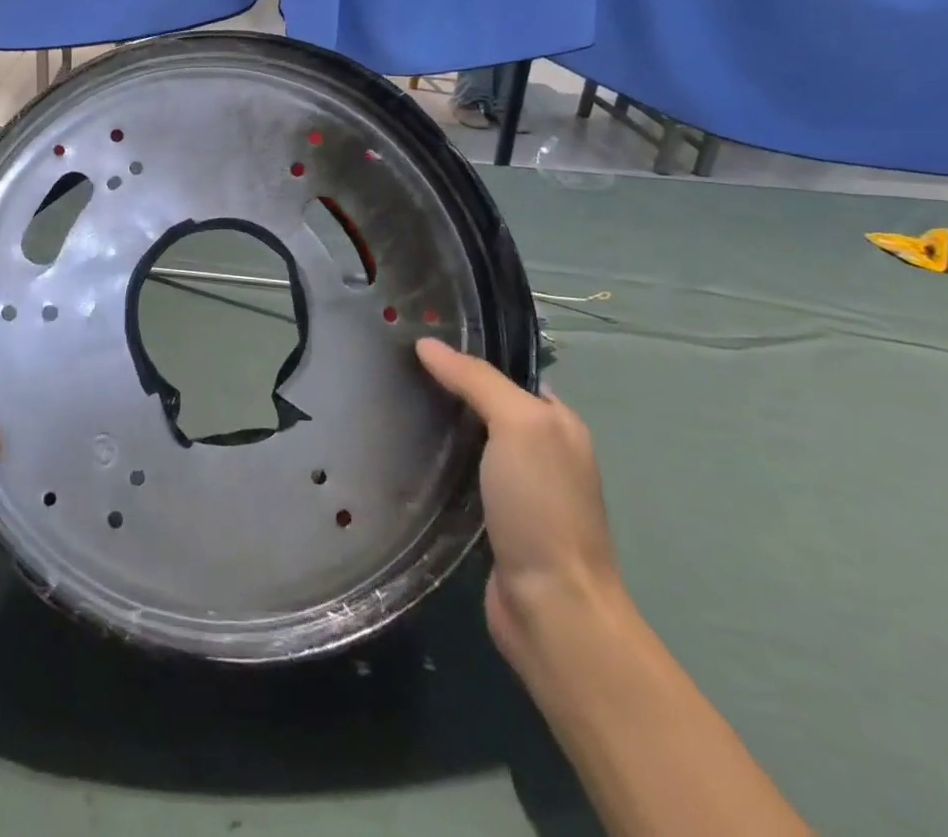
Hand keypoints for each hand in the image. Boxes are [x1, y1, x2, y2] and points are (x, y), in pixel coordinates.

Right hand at [415, 339, 621, 666]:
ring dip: (437, 425)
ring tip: (389, 403)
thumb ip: (476, 381)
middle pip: (485, 405)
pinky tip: (404, 453)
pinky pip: (458, 474)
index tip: (416, 341)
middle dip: (445, 388)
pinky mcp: (491, 520)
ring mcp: (517, 489)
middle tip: (393, 371)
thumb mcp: (518, 426)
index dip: (466, 355)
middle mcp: (541, 452)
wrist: (550, 607)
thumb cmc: (541, 507)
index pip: (505, 373)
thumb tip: (426, 343)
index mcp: (557, 424)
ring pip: (469, 440)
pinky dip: (435, 461)